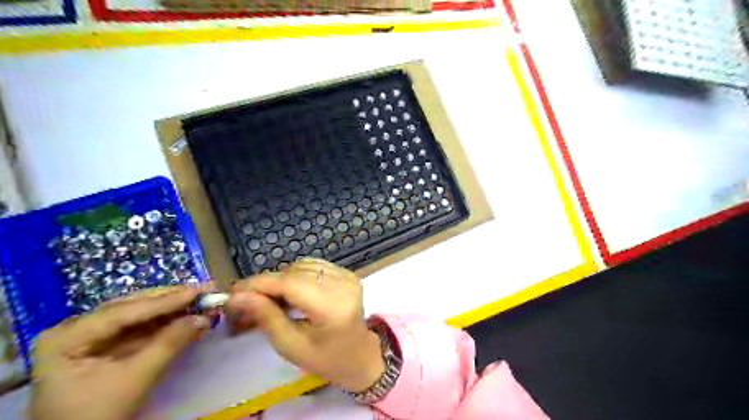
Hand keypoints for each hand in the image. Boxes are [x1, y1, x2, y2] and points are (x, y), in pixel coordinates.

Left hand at [30, 286, 210, 419]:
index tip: (198, 290)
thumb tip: (204, 317)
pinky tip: (191, 318)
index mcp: (67, 337)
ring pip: (141, 316)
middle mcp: (77, 329)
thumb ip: (169, 344)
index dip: (165, 300)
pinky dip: (169, 325)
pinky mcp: (109, 347)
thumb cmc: (97, 416)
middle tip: (205, 290)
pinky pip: (142, 330)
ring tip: (203, 303)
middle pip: (134, 308)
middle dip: (173, 301)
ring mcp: (92, 337)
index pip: (124, 311)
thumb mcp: (135, 379)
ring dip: (175, 311)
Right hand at [229, 259, 381, 392]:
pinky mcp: (347, 273)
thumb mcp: (292, 347)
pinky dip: (296, 275)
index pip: (290, 284)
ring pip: (302, 266)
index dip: (259, 284)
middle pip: (294, 272)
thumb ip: (267, 318)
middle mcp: (343, 284)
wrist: (360, 355)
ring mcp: (347, 276)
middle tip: (246, 301)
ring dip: (281, 279)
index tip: (233, 291)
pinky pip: (313, 266)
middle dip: (267, 284)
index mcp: (333, 306)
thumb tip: (238, 296)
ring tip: (269, 299)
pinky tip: (290, 292)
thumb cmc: (327, 359)